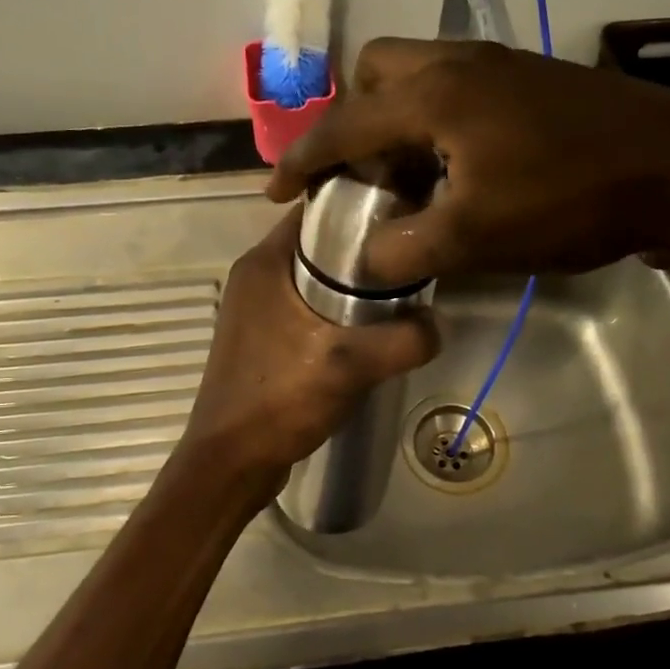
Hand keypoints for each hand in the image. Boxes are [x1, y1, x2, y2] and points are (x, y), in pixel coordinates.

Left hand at [179, 208, 438, 489]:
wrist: (230, 462)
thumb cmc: (280, 400)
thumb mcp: (351, 365)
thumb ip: (404, 339)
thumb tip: (438, 323)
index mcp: (264, 262)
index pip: (316, 210)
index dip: (361, 206)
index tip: (404, 215)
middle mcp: (254, 276)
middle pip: (318, 244)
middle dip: (363, 249)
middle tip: (408, 259)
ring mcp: (254, 308)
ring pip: (312, 278)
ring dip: (349, 284)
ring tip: (396, 293)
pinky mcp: (260, 337)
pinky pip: (303, 306)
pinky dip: (332, 310)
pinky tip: (364, 331)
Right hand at [267, 38, 669, 290]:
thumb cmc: (571, 199)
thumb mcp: (475, 237)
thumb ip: (405, 248)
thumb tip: (364, 258)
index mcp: (435, 94)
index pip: (344, 122)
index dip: (302, 159)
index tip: (275, 190)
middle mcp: (461, 63)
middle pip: (378, 70)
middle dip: (353, 117)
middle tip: (358, 171)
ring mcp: (503, 66)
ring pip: (422, 75)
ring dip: (397, 117)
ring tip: (403, 173)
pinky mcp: (535, 81)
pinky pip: (459, 87)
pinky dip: (436, 119)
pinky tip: (457, 166)